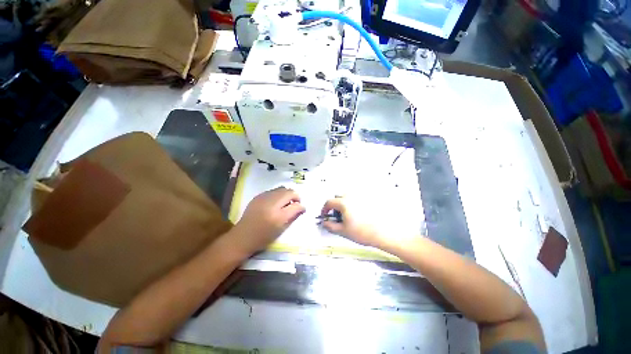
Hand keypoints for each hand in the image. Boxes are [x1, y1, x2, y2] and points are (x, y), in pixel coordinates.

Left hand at [232, 187, 304, 254]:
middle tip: (294, 204)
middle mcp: (271, 203)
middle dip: (294, 196)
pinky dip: (278, 194)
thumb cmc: (263, 237)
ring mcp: (263, 197)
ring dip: (286, 194)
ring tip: (285, 203)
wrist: (243, 237)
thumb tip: (301, 207)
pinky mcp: (258, 196)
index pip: (295, 205)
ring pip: (281, 189)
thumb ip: (293, 216)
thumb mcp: (281, 229)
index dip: (301, 206)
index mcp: (278, 215)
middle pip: (289, 192)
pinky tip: (275, 202)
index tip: (302, 209)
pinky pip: (273, 191)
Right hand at [320, 198, 382, 247]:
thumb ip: (330, 226)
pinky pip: (356, 199)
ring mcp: (360, 197)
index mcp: (344, 203)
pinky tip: (358, 214)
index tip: (325, 215)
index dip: (324, 209)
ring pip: (347, 197)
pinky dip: (353, 204)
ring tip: (348, 216)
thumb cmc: (363, 232)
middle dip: (334, 205)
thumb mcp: (343, 231)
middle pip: (338, 196)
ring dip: (343, 204)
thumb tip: (325, 223)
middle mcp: (352, 197)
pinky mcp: (368, 200)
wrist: (383, 233)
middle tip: (337, 216)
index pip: (329, 202)